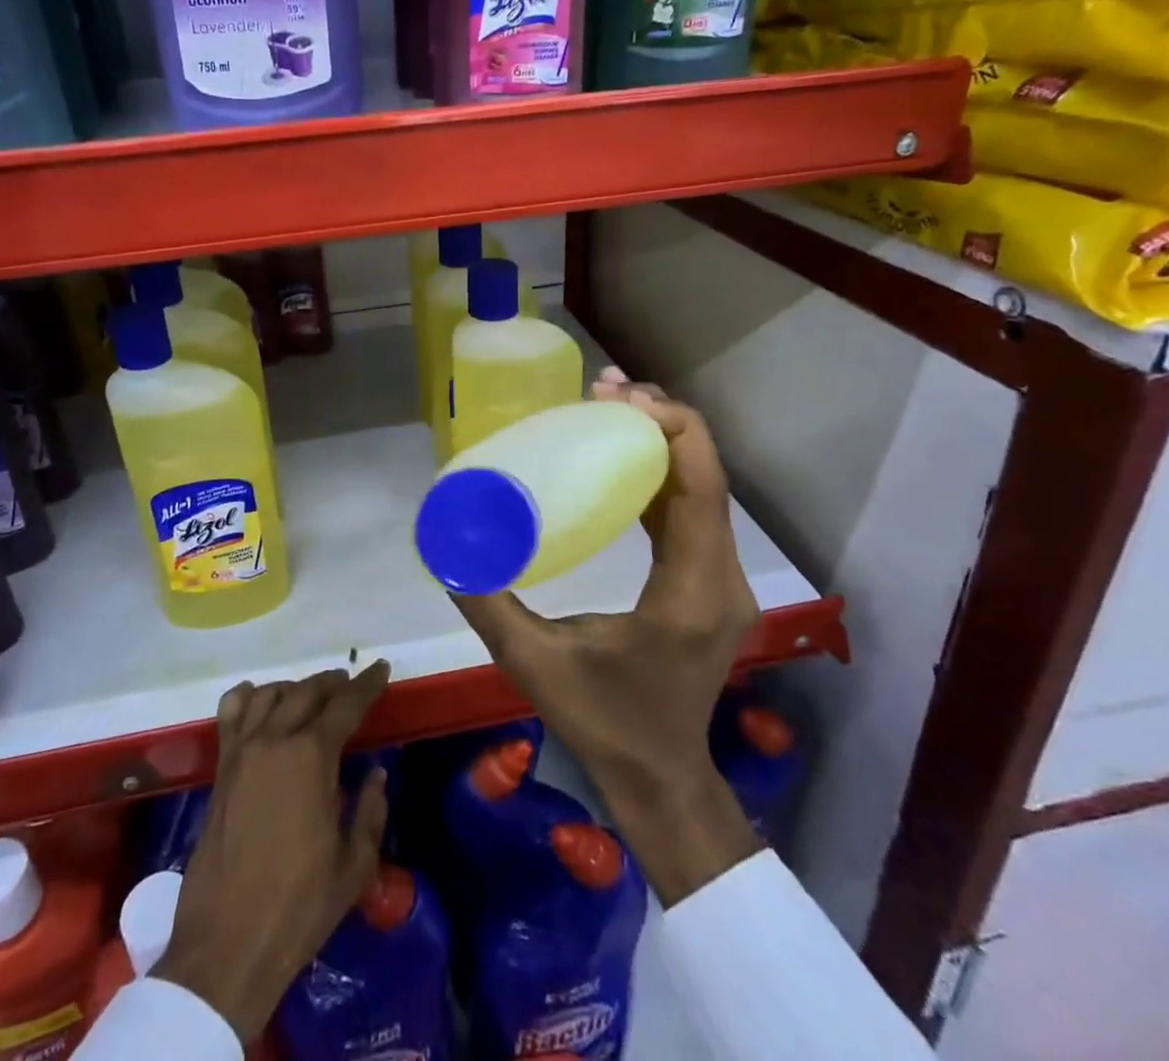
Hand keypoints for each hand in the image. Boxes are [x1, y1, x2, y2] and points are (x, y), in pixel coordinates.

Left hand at [155, 663, 391, 1041]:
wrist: (227, 944)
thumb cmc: (299, 906)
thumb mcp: (354, 865)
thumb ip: (371, 811)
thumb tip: (376, 774)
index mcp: (312, 757)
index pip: (346, 704)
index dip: (367, 684)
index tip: (381, 668)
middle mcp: (275, 740)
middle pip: (307, 691)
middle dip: (334, 683)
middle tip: (352, 685)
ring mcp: (242, 751)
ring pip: (270, 693)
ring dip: (296, 687)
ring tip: (313, 696)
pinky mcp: (220, 769)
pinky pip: (232, 713)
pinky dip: (250, 696)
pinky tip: (262, 703)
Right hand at [451, 371, 764, 905]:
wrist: (662, 779)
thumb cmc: (603, 723)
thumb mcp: (533, 662)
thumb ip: (487, 600)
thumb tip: (445, 542)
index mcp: (690, 589)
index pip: (701, 484)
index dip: (669, 426)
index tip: (617, 396)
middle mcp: (722, 576)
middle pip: (707, 474)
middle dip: (659, 420)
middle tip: (602, 389)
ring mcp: (724, 580)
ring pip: (704, 488)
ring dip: (662, 442)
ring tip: (609, 408)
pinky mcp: (712, 584)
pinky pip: (695, 511)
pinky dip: (662, 474)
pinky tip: (621, 459)